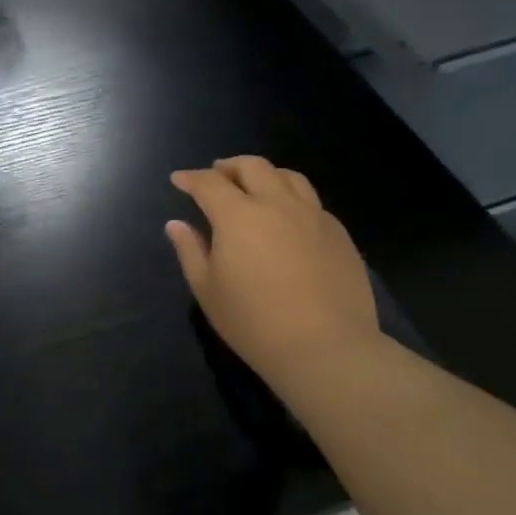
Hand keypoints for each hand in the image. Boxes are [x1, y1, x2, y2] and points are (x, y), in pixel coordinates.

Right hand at [166, 156, 380, 391]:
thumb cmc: (254, 322)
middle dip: (229, 166)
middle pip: (252, 167)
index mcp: (238, 215)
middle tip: (217, 175)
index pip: (209, 183)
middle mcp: (277, 204)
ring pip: (288, 177)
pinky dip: (292, 198)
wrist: (326, 348)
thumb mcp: (208, 290)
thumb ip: (190, 251)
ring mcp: (313, 216)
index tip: (179, 179)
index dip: (191, 178)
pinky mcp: (338, 233)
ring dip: (265, 175)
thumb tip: (176, 224)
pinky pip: (312, 202)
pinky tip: (288, 218)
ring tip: (255, 187)